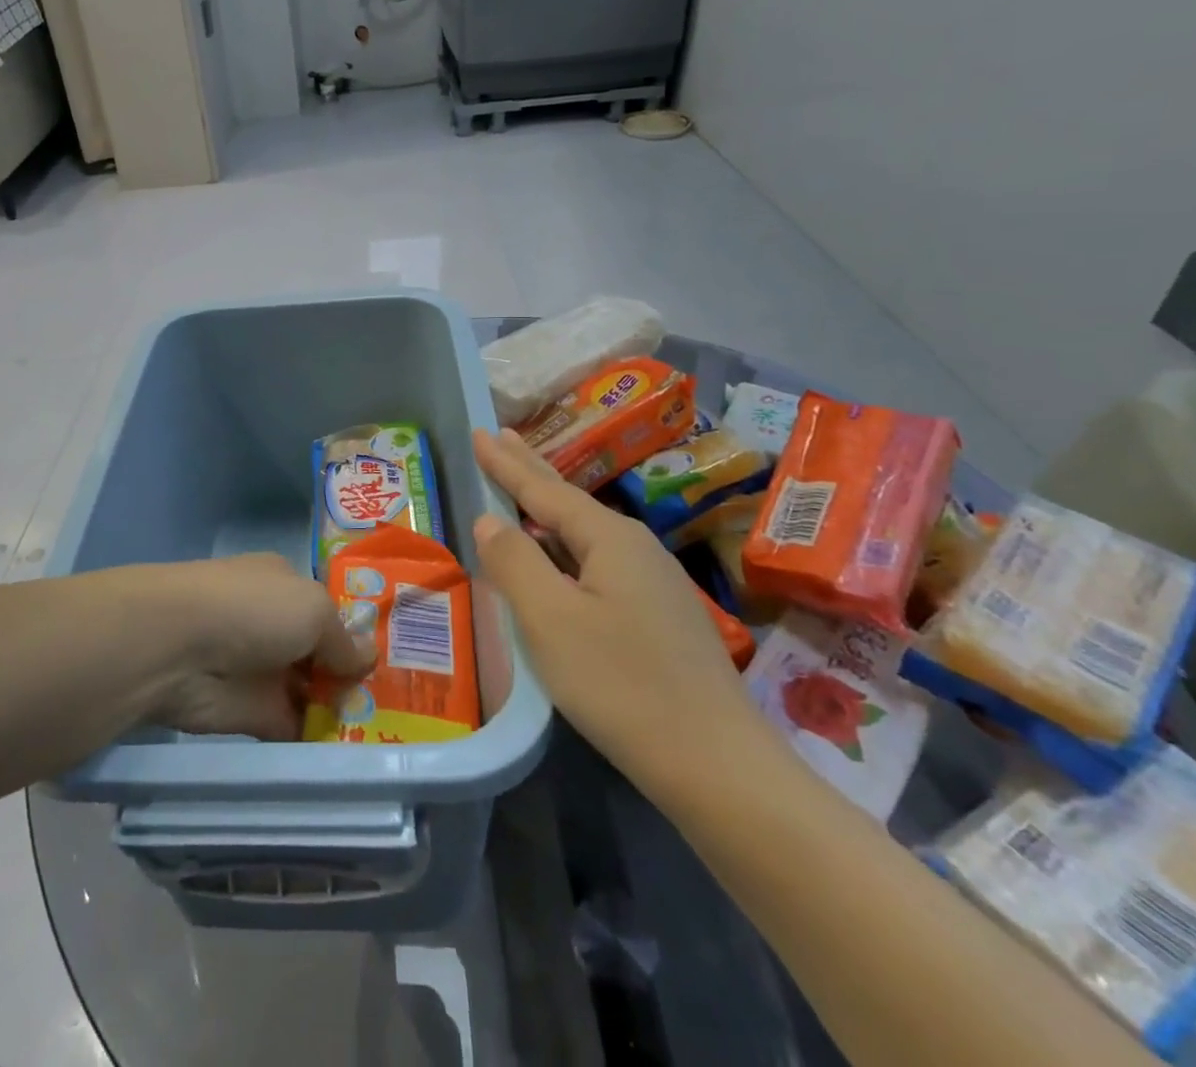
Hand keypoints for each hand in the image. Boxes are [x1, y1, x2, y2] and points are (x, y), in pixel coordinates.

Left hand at [137, 554, 374, 740]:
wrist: (178, 648)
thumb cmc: (252, 610)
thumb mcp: (313, 610)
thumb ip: (344, 639)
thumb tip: (369, 658)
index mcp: (285, 584)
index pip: (328, 608)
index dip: (358, 631)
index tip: (397, 657)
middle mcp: (274, 623)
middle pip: (323, 652)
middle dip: (355, 674)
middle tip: (404, 702)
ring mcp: (263, 669)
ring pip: (311, 691)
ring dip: (341, 709)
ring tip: (392, 731)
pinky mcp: (252, 714)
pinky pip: (295, 727)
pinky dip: (319, 739)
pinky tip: (358, 754)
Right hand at [471, 429, 760, 797]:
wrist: (716, 764)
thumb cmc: (621, 683)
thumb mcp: (550, 620)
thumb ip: (514, 563)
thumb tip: (490, 520)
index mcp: (609, 538)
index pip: (542, 489)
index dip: (505, 462)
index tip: (479, 431)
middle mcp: (635, 547)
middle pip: (569, 499)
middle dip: (530, 468)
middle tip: (500, 435)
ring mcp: (653, 581)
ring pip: (585, 531)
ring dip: (548, 506)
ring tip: (522, 487)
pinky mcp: (658, 614)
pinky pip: (597, 560)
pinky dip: (565, 544)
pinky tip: (559, 556)